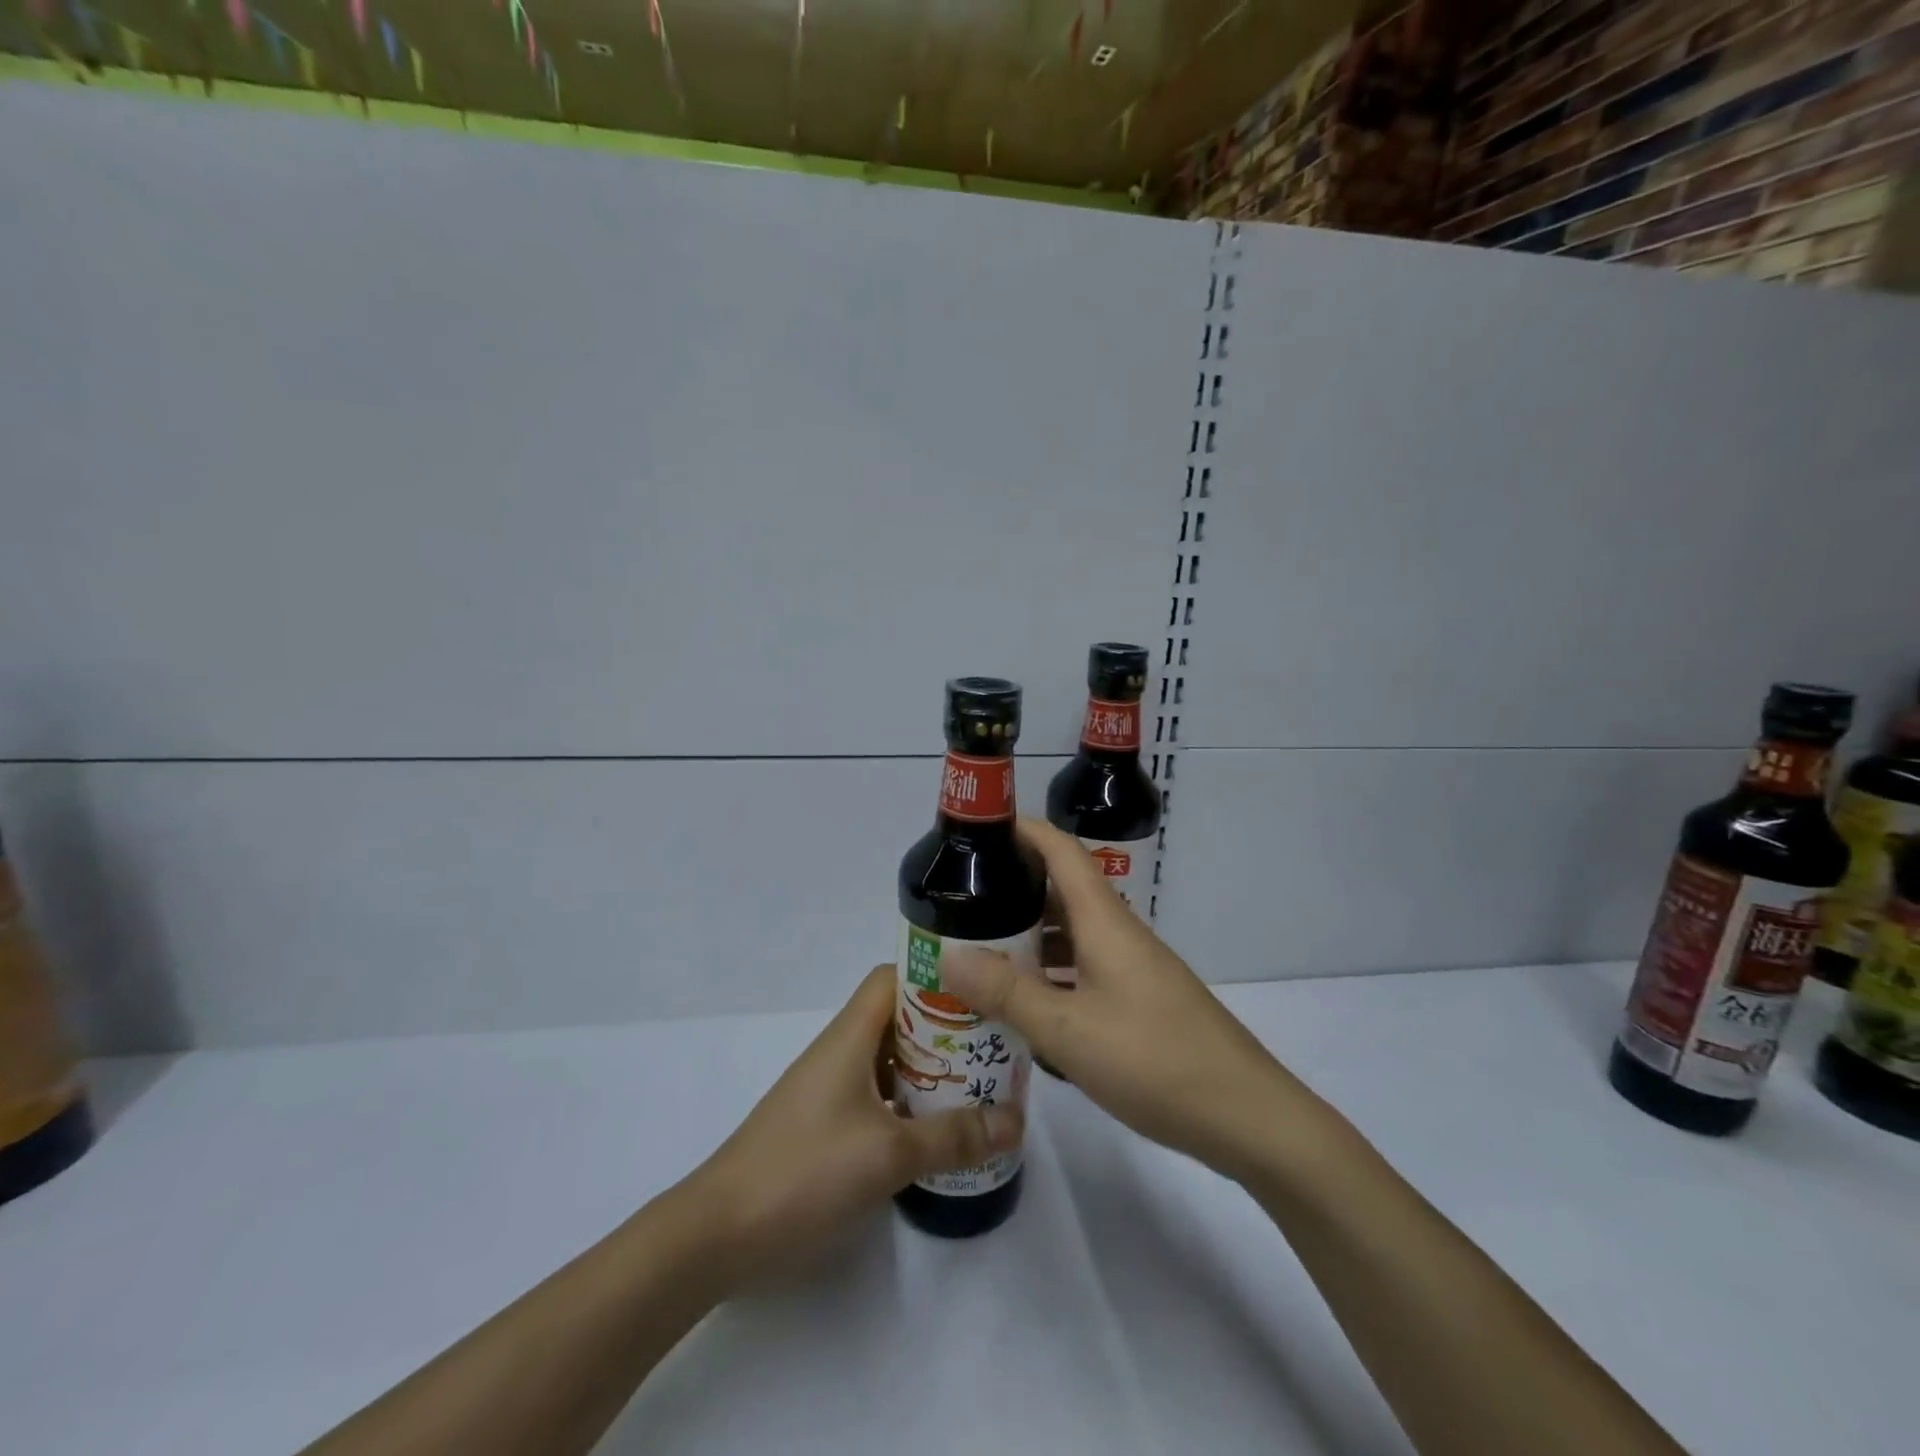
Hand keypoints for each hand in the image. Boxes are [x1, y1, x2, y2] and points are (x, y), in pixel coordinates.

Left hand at [690, 964, 1022, 1276]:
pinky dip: (908, 1103)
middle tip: (993, 1047)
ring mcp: (830, 1089)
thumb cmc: (805, 1171)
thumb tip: (1015, 1121)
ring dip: (930, 1069)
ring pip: (889, 1060)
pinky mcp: (825, 1125)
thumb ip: (953, 1136)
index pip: (894, 978)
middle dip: (945, 1029)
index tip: (980, 993)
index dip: (935, 977)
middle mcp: (840, 1051)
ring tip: (978, 1087)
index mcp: (850, 1036)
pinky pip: (877, 1096)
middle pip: (898, 1019)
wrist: (719, 1232)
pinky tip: (935, 1132)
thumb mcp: (888, 1154)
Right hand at [939, 817, 1298, 1181]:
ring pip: (1073, 932)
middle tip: (960, 900)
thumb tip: (949, 954)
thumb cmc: (1154, 1060)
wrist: (1246, 1116)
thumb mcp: (1068, 1030)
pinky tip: (1027, 1000)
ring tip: (981, 949)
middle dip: (1014, 886)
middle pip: (1063, 889)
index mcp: (1104, 922)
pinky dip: (1052, 971)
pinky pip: (1085, 967)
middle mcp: (1119, 934)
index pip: (1062, 850)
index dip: (1024, 830)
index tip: (978, 830)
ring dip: (1031, 933)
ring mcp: (1133, 968)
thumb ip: (1008, 993)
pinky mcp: (1141, 999)